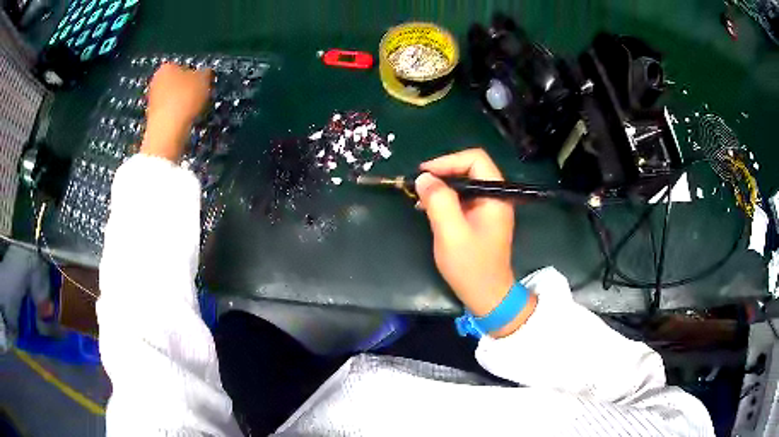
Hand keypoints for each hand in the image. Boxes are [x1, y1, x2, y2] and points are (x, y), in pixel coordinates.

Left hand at [141, 63, 212, 160]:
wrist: (167, 132)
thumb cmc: (185, 98)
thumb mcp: (204, 79)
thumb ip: (205, 73)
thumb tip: (203, 73)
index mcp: (166, 66)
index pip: (184, 66)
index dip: (195, 75)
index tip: (202, 85)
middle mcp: (155, 80)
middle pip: (175, 82)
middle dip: (185, 88)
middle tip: (198, 97)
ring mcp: (151, 100)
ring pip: (171, 97)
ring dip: (180, 103)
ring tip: (192, 111)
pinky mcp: (152, 118)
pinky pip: (168, 112)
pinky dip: (175, 115)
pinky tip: (183, 121)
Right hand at [416, 149, 535, 336]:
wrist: (487, 296)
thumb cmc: (471, 266)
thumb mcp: (451, 233)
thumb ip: (439, 201)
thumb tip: (424, 177)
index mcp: (495, 196)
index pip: (475, 159)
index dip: (448, 161)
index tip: (425, 174)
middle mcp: (495, 196)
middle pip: (470, 168)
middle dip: (443, 172)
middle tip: (419, 184)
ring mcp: (489, 208)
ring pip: (464, 183)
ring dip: (442, 186)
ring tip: (420, 197)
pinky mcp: (481, 218)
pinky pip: (463, 198)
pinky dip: (446, 199)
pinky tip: (429, 208)